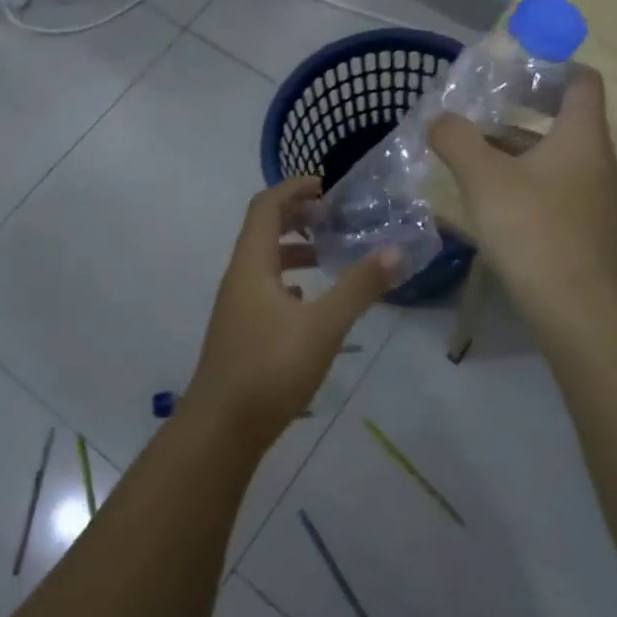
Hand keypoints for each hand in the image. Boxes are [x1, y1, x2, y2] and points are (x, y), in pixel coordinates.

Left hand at [185, 176, 395, 449]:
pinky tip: (311, 301)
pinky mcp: (241, 332)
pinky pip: (265, 290)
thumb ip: (359, 287)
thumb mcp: (324, 326)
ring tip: (330, 256)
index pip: (266, 206)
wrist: (221, 430)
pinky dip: (289, 282)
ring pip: (265, 263)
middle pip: (263, 230)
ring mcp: (237, 307)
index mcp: (252, 265)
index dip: (294, 188)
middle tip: (334, 218)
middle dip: (298, 217)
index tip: (327, 186)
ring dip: (295, 251)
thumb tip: (396, 252)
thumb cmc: (270, 368)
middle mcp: (239, 278)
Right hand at [428, 67, 616, 318]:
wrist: (570, 304)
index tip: (512, 69)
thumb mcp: (482, 176)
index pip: (581, 80)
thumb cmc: (530, 226)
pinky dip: (520, 177)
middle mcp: (594, 159)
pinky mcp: (579, 224)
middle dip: (519, 109)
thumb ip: (456, 139)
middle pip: (563, 117)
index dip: (551, 66)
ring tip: (469, 150)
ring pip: (552, 154)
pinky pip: (550, 184)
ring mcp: (590, 194)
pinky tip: (485, 194)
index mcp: (581, 135)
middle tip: (479, 108)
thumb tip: (439, 120)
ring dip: (514, 147)